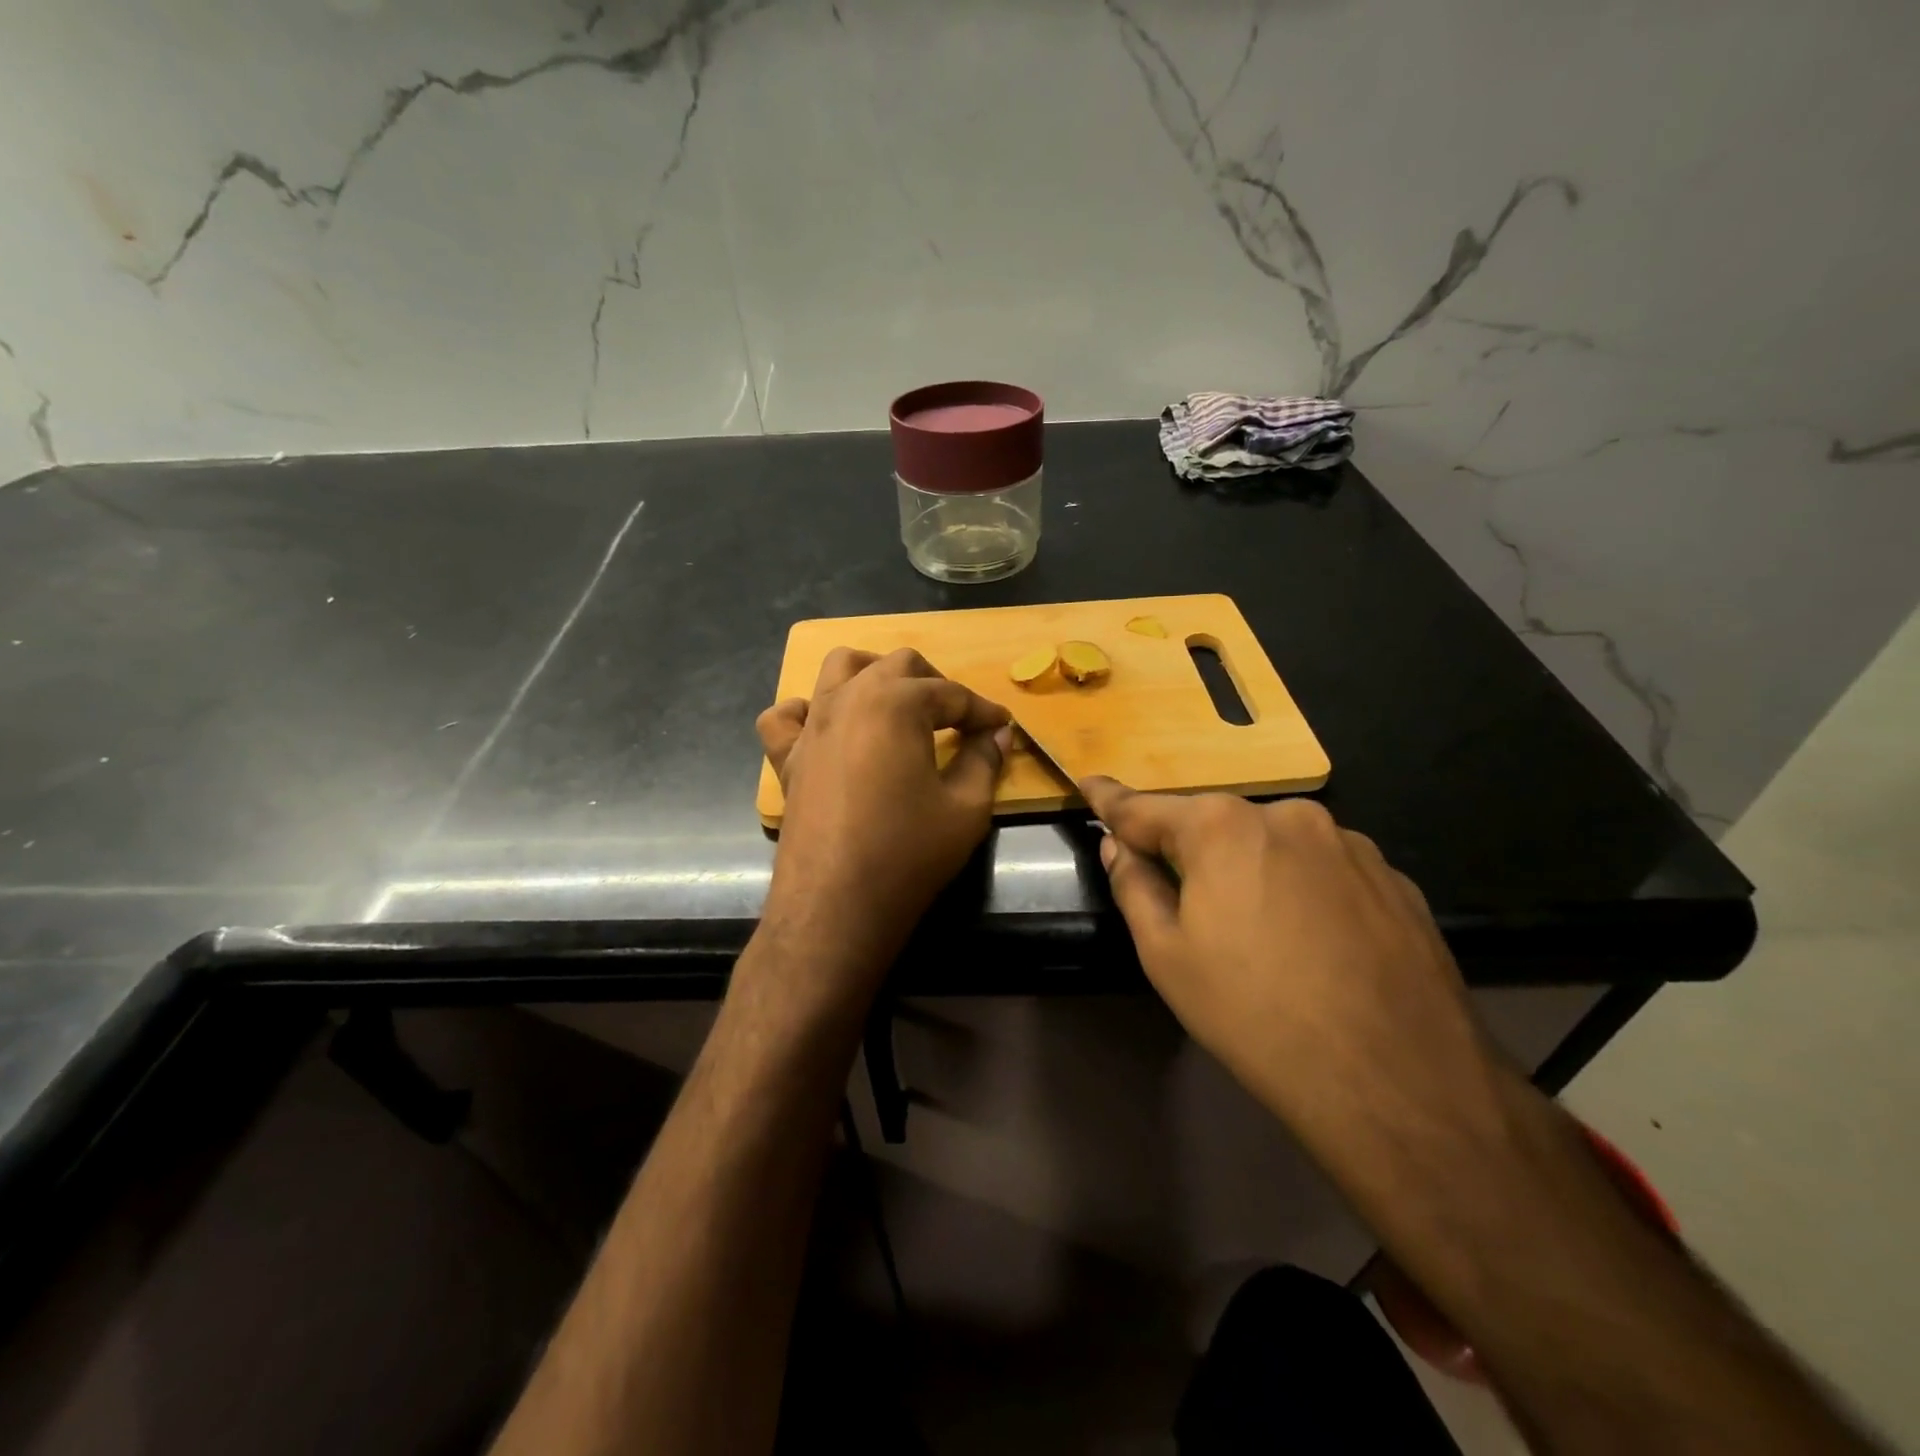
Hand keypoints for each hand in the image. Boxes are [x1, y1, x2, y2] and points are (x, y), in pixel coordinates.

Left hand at [758, 648, 1011, 978]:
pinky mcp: (787, 757)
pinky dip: (807, 712)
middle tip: (957, 719)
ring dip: (873, 675)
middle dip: (934, 683)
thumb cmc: (908, 853)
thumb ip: (985, 760)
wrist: (836, 906)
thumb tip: (998, 734)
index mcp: (896, 703)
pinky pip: (786, 716)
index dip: (982, 710)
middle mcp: (849, 699)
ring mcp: (812, 725)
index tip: (1002, 725)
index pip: (951, 693)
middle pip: (897, 665)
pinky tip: (828, 731)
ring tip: (896, 706)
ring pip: (839, 667)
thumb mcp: (965, 808)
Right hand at [1080, 778, 1499, 1146]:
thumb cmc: (1254, 1014)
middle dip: (1191, 850)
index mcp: (1222, 827)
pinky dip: (1304, 889)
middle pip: (1216, 825)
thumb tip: (1118, 846)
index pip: (1145, 807)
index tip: (1088, 783)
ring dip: (1253, 869)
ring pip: (1275, 845)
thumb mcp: (1167, 957)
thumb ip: (1134, 886)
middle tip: (1185, 902)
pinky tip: (1315, 944)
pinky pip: (1325, 869)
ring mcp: (1349, 842)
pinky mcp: (1394, 877)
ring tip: (1262, 936)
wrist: (1396, 1081)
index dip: (1111, 799)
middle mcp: (1287, 815)